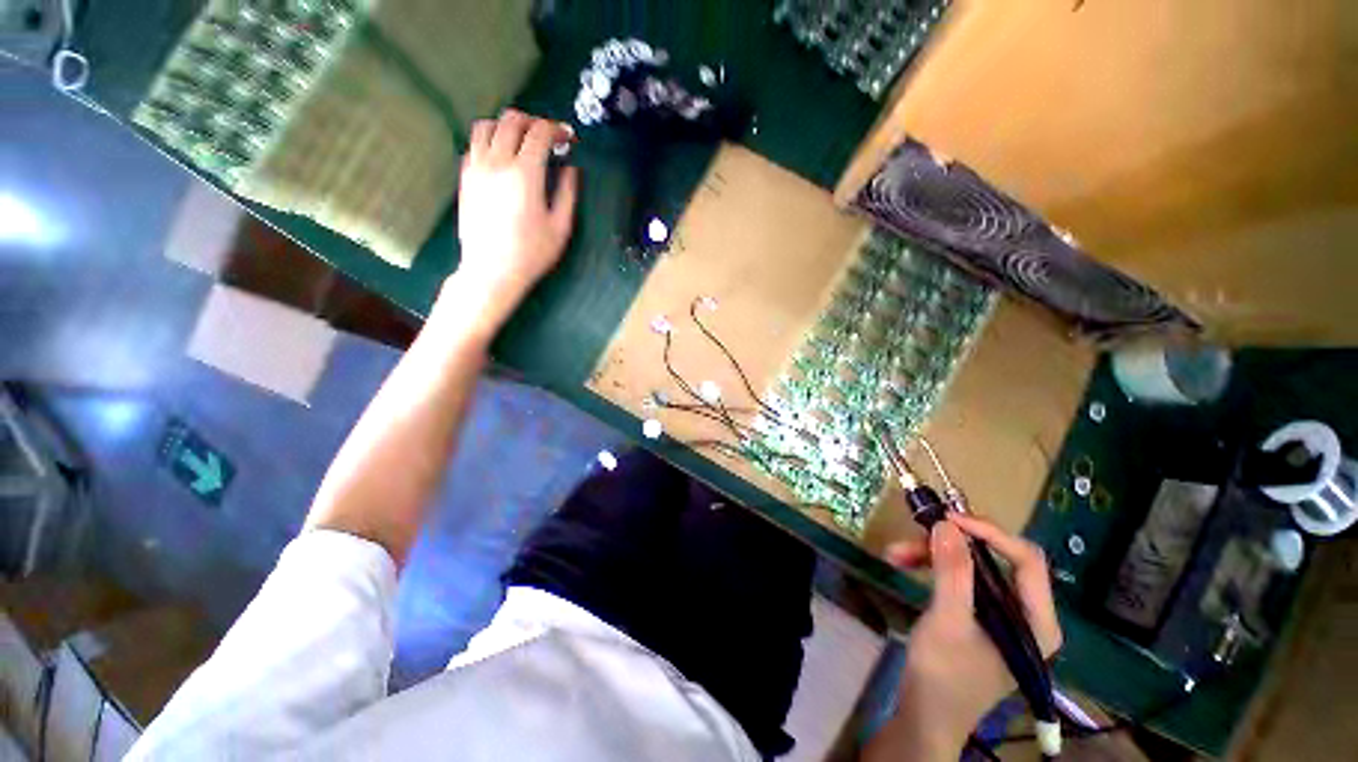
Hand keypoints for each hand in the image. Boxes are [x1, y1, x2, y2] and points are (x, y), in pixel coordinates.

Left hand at [448, 109, 578, 316]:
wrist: (491, 271)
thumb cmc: (532, 253)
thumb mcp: (560, 228)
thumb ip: (568, 193)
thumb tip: (571, 168)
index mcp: (525, 174)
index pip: (540, 132)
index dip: (557, 129)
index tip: (568, 139)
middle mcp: (497, 162)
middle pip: (512, 120)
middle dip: (534, 122)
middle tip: (548, 138)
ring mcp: (476, 167)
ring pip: (486, 125)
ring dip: (507, 126)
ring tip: (522, 142)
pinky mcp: (464, 177)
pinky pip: (474, 144)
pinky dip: (490, 140)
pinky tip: (502, 158)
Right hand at [882, 515, 1061, 758]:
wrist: (924, 716)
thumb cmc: (945, 676)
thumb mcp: (948, 621)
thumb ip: (952, 572)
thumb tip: (947, 523)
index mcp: (1037, 621)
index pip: (1026, 560)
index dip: (989, 533)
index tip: (948, 519)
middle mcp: (1024, 614)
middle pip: (994, 559)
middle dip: (951, 544)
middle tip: (916, 532)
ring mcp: (999, 615)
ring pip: (971, 566)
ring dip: (932, 554)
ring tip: (895, 553)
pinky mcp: (976, 616)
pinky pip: (957, 579)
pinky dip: (929, 568)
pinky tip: (902, 563)